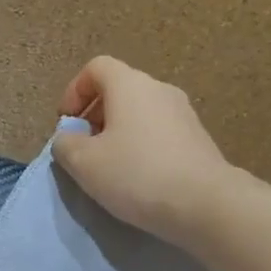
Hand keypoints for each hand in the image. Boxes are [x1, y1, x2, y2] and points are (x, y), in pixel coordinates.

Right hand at [52, 56, 233, 247]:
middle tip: (84, 149)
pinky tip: (138, 177)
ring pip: (140, 112)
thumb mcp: (84, 163)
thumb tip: (67, 138)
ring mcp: (183, 113)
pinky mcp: (197, 138)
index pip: (96, 67)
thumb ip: (65, 144)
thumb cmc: (136, 174)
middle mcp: (159, 89)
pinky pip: (158, 132)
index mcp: (130, 85)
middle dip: (94, 115)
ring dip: (117, 133)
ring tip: (109, 167)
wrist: (205, 203)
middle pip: (119, 89)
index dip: (74, 91)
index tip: (67, 124)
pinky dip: (141, 145)